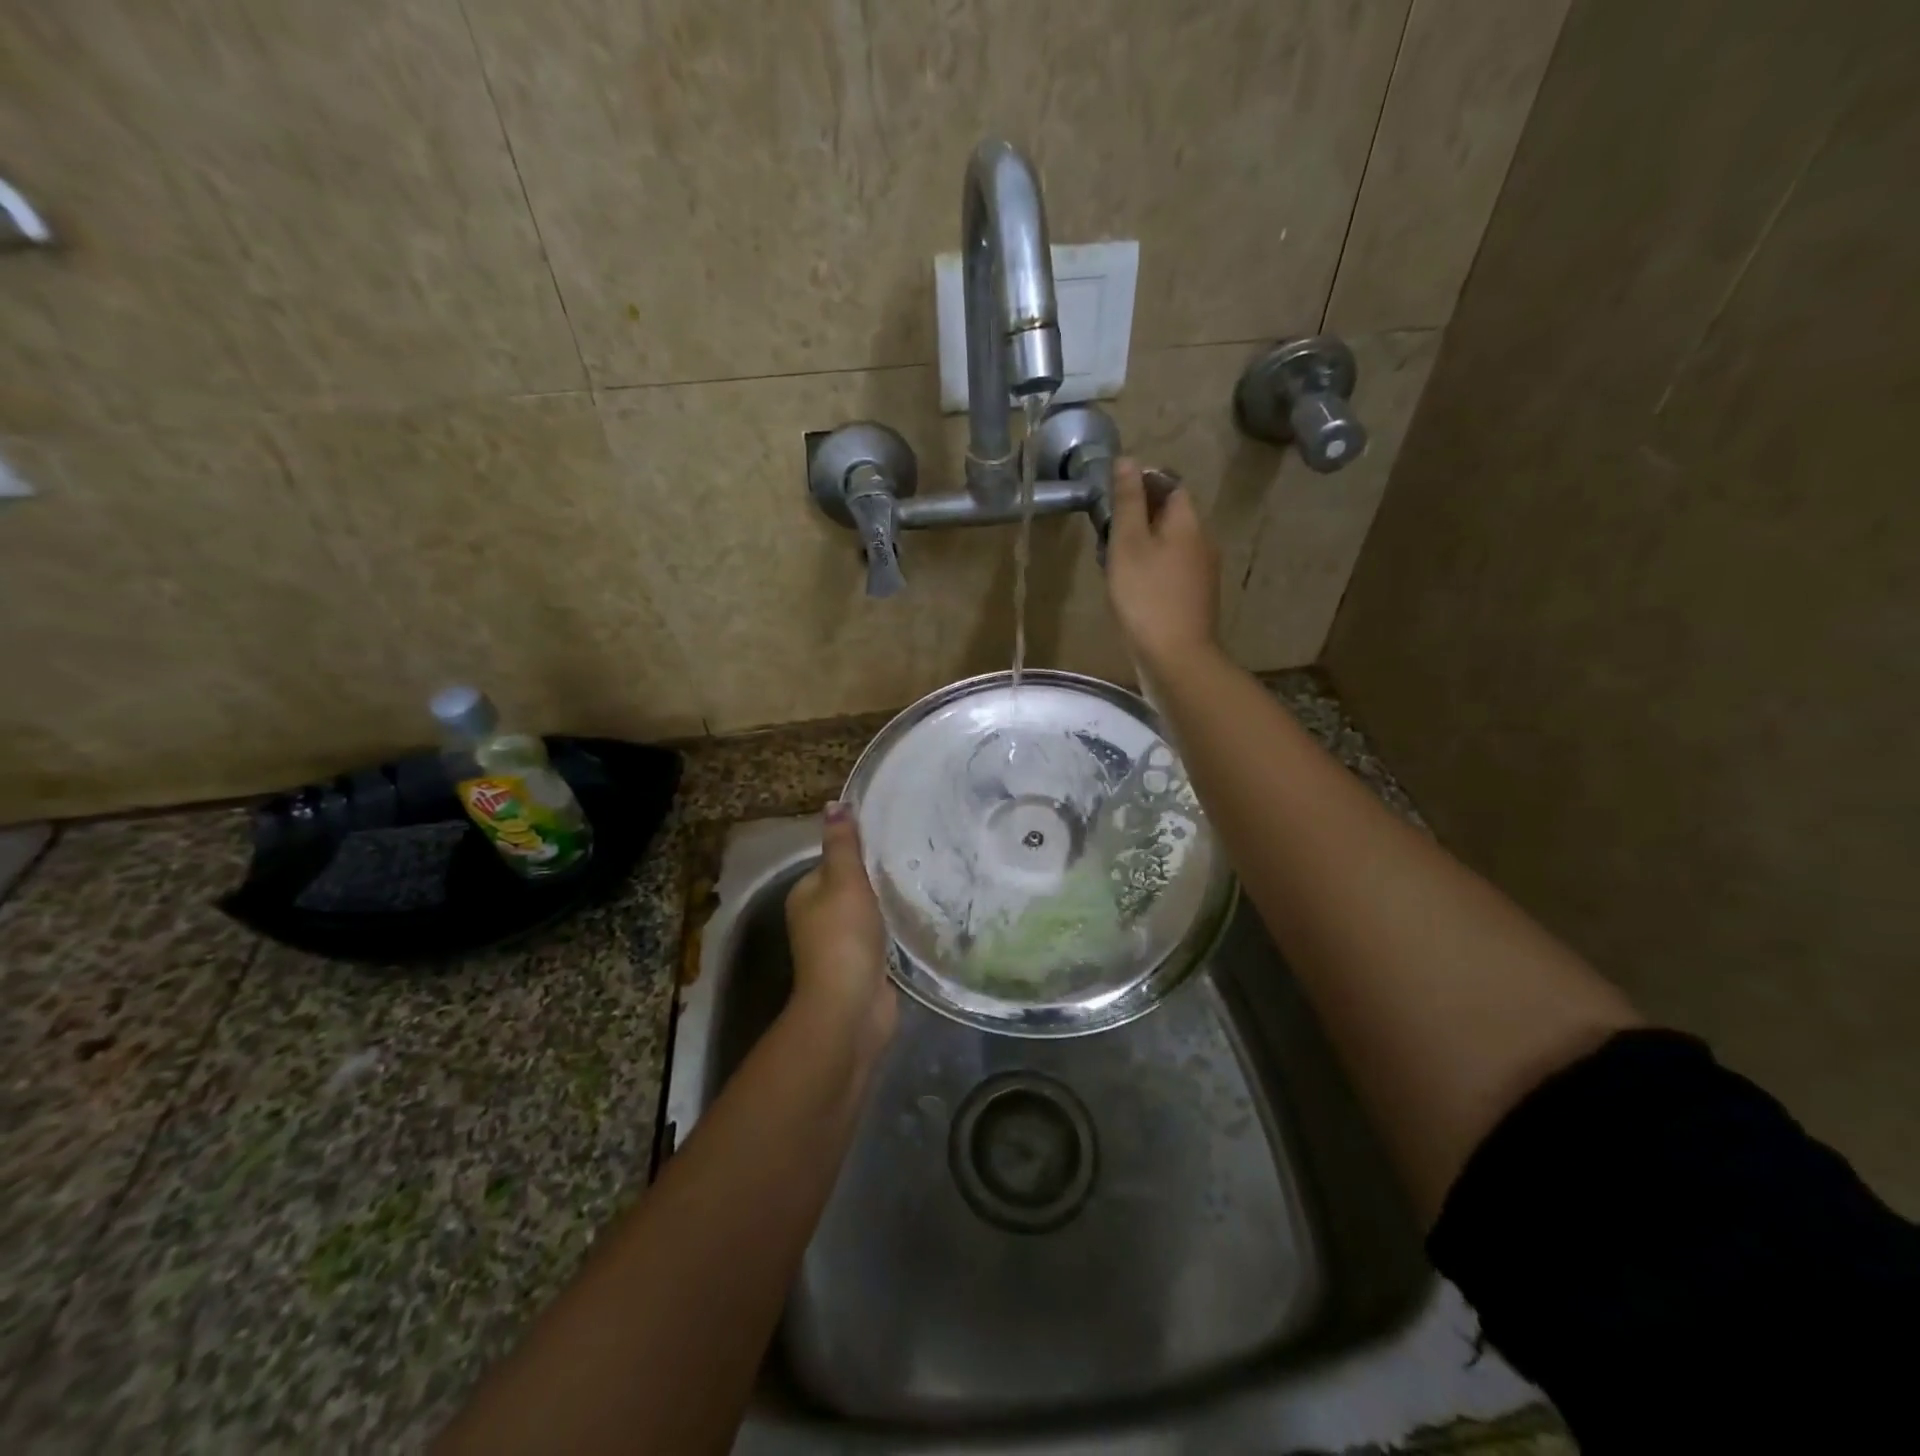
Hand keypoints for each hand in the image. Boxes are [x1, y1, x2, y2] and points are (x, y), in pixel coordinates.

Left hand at [785, 803, 896, 1054]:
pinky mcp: (863, 965)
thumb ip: (842, 844)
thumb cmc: (843, 937)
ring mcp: (840, 945)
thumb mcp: (844, 880)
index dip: (860, 849)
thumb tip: (833, 804)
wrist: (850, 1008)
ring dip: (888, 902)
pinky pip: (881, 936)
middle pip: (851, 886)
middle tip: (915, 856)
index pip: (833, 860)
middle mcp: (817, 918)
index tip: (893, 836)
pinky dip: (895, 927)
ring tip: (923, 881)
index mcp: (805, 894)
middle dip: (877, 876)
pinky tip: (919, 916)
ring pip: (868, 912)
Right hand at [1105, 458, 1220, 672]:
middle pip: (1170, 516)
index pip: (1170, 485)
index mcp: (1188, 523)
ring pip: (1169, 545)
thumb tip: (1128, 461)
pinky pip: (1170, 571)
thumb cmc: (1146, 597)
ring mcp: (1201, 574)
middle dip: (1138, 517)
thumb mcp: (1128, 544)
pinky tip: (1130, 588)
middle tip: (1105, 533)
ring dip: (1142, 546)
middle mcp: (1202, 543)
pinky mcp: (1194, 599)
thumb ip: (1127, 502)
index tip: (1111, 497)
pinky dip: (1150, 570)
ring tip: (1112, 562)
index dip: (1142, 484)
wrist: (1176, 657)